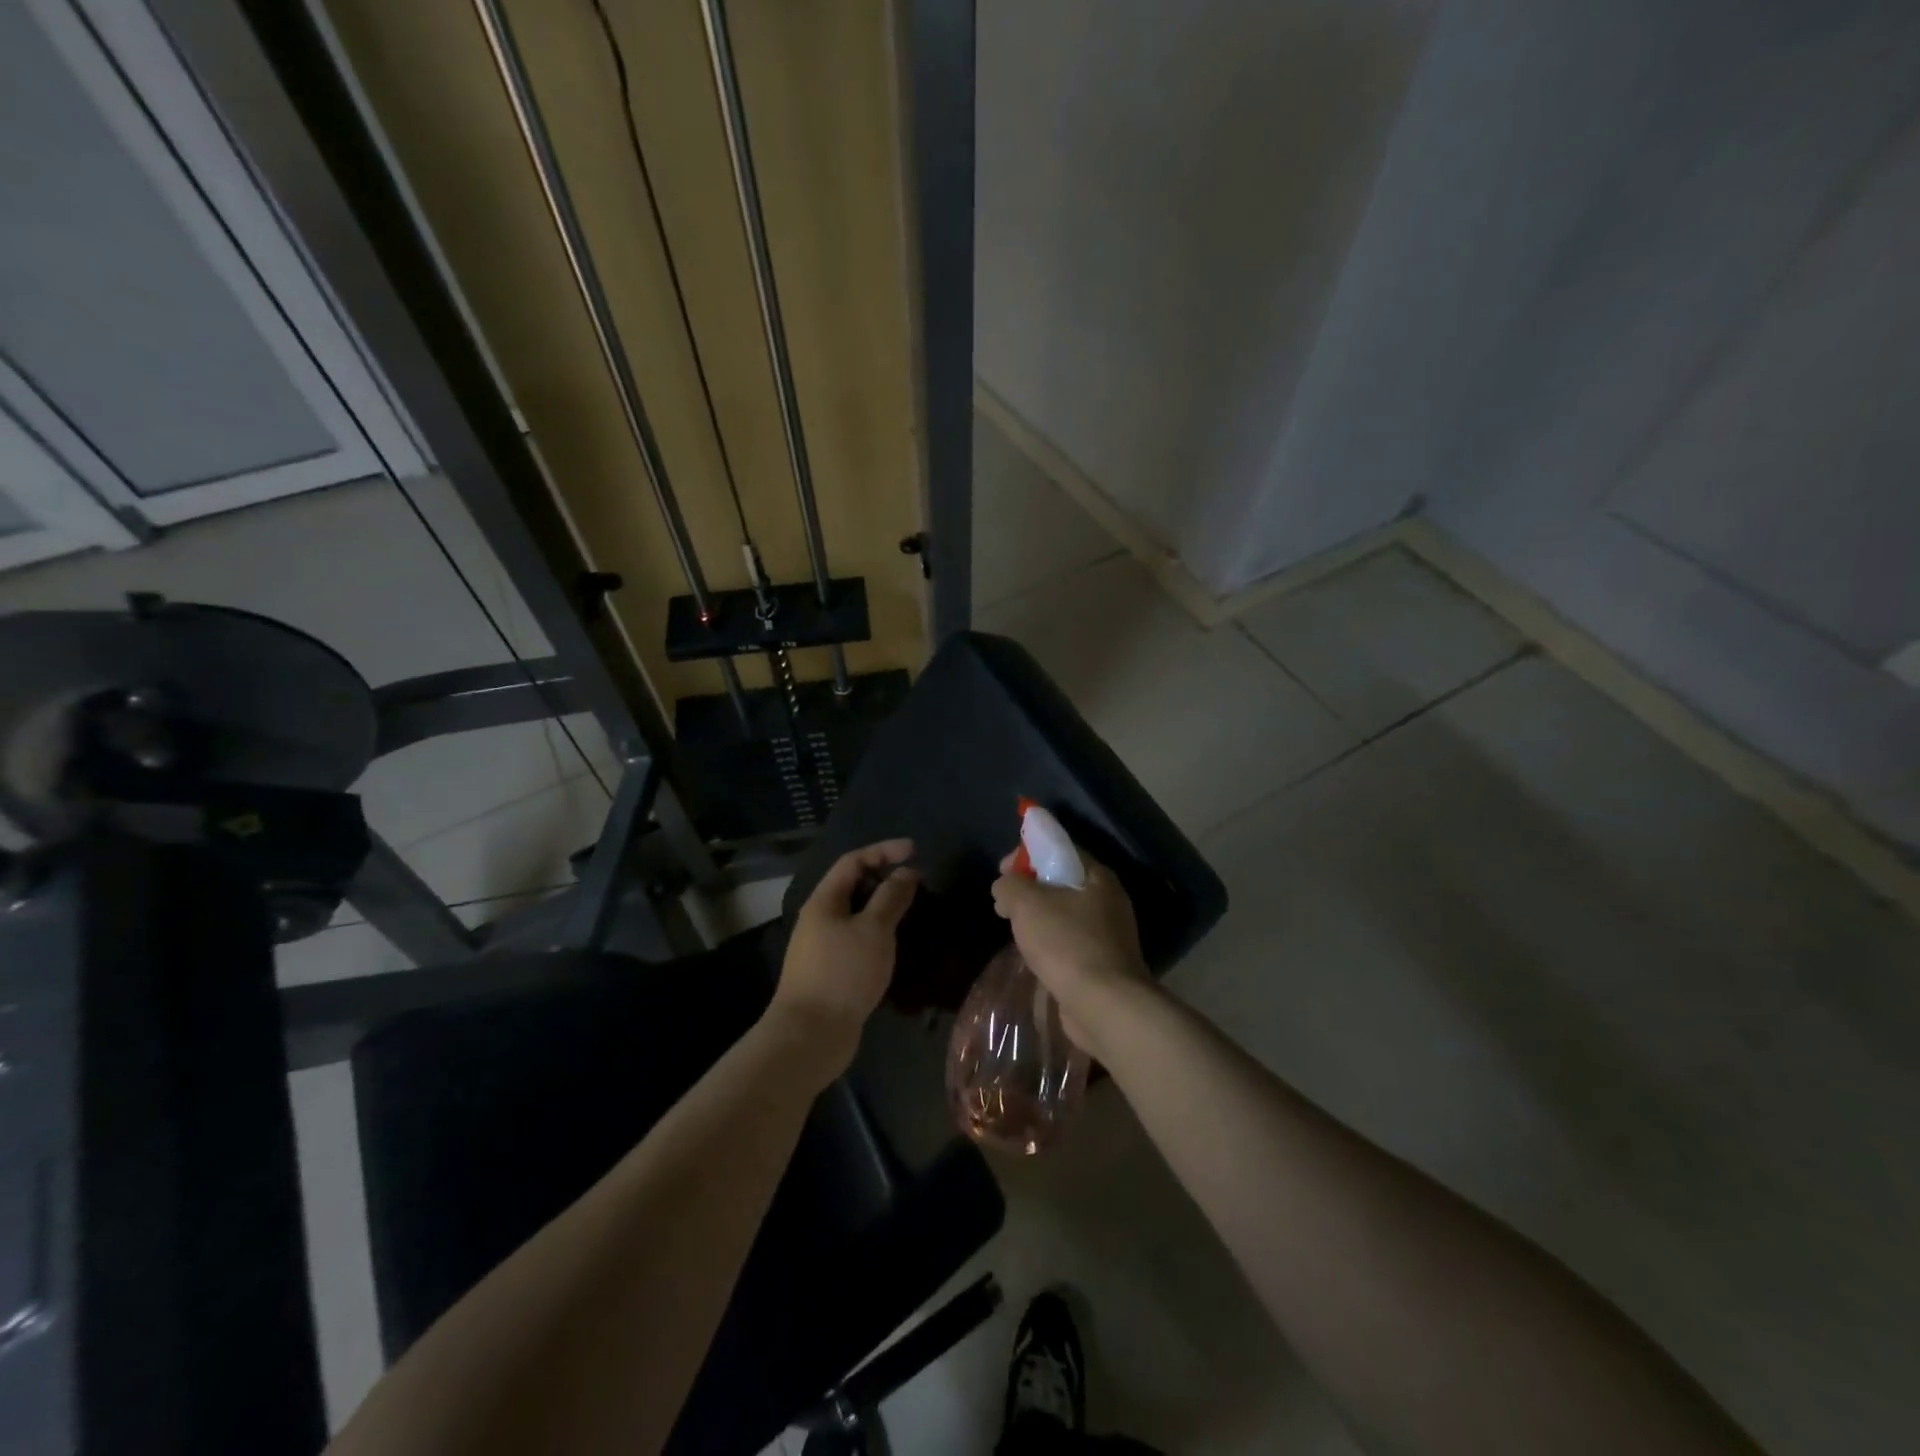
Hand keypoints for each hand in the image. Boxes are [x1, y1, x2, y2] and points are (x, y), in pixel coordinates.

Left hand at [770, 838, 918, 1082]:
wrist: (810, 1035)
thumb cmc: (842, 974)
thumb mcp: (873, 929)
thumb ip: (891, 897)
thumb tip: (907, 872)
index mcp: (824, 901)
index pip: (853, 861)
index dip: (883, 851)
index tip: (914, 851)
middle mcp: (820, 918)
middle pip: (853, 886)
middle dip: (885, 879)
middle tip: (917, 884)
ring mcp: (823, 947)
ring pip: (857, 915)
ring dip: (884, 908)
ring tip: (913, 911)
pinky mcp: (832, 972)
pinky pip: (858, 940)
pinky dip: (879, 934)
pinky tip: (897, 945)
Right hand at [991, 850, 1150, 1057]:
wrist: (1105, 1005)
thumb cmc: (1066, 943)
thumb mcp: (1027, 903)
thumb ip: (1010, 885)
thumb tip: (1005, 887)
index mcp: (1097, 876)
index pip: (1059, 849)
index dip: (1027, 854)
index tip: (1002, 871)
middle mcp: (1109, 899)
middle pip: (1061, 881)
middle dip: (1029, 888)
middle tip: (1004, 903)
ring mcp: (1110, 933)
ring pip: (1064, 913)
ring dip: (1038, 917)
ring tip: (1014, 930)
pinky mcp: (1104, 962)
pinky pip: (1070, 940)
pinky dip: (1050, 941)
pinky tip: (1034, 954)